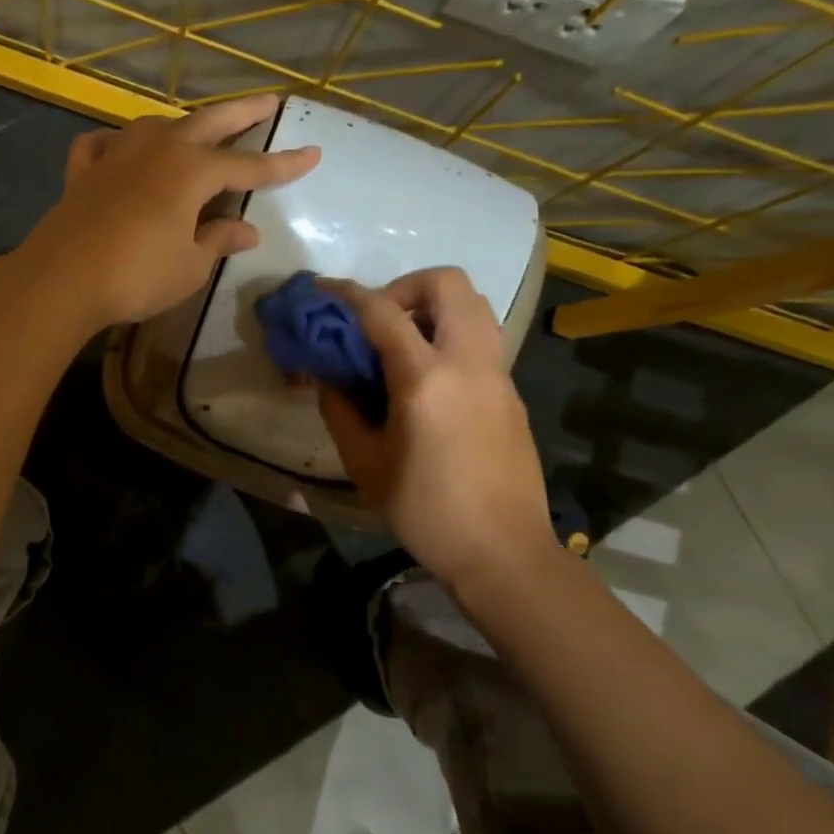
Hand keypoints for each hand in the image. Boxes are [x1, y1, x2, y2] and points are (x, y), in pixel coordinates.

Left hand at [18, 96, 319, 328]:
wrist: (62, 279)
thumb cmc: (137, 275)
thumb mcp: (189, 266)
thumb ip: (218, 240)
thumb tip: (247, 230)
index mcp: (191, 171)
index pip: (249, 166)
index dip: (282, 164)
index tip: (312, 154)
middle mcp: (157, 150)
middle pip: (208, 123)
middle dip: (242, 113)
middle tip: (268, 101)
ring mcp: (116, 155)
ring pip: (156, 127)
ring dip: (182, 126)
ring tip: (195, 132)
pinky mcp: (83, 172)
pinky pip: (104, 146)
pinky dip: (117, 145)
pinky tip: (120, 151)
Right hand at [317, 268, 551, 586]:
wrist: (502, 550)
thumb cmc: (425, 510)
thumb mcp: (365, 463)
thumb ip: (340, 409)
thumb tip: (329, 375)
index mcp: (425, 380)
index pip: (382, 312)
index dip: (347, 294)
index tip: (322, 292)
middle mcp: (468, 363)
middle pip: (448, 283)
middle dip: (406, 286)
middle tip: (379, 321)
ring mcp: (498, 375)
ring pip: (474, 306)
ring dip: (434, 308)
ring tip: (402, 346)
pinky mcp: (511, 393)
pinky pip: (482, 340)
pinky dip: (451, 337)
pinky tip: (428, 382)